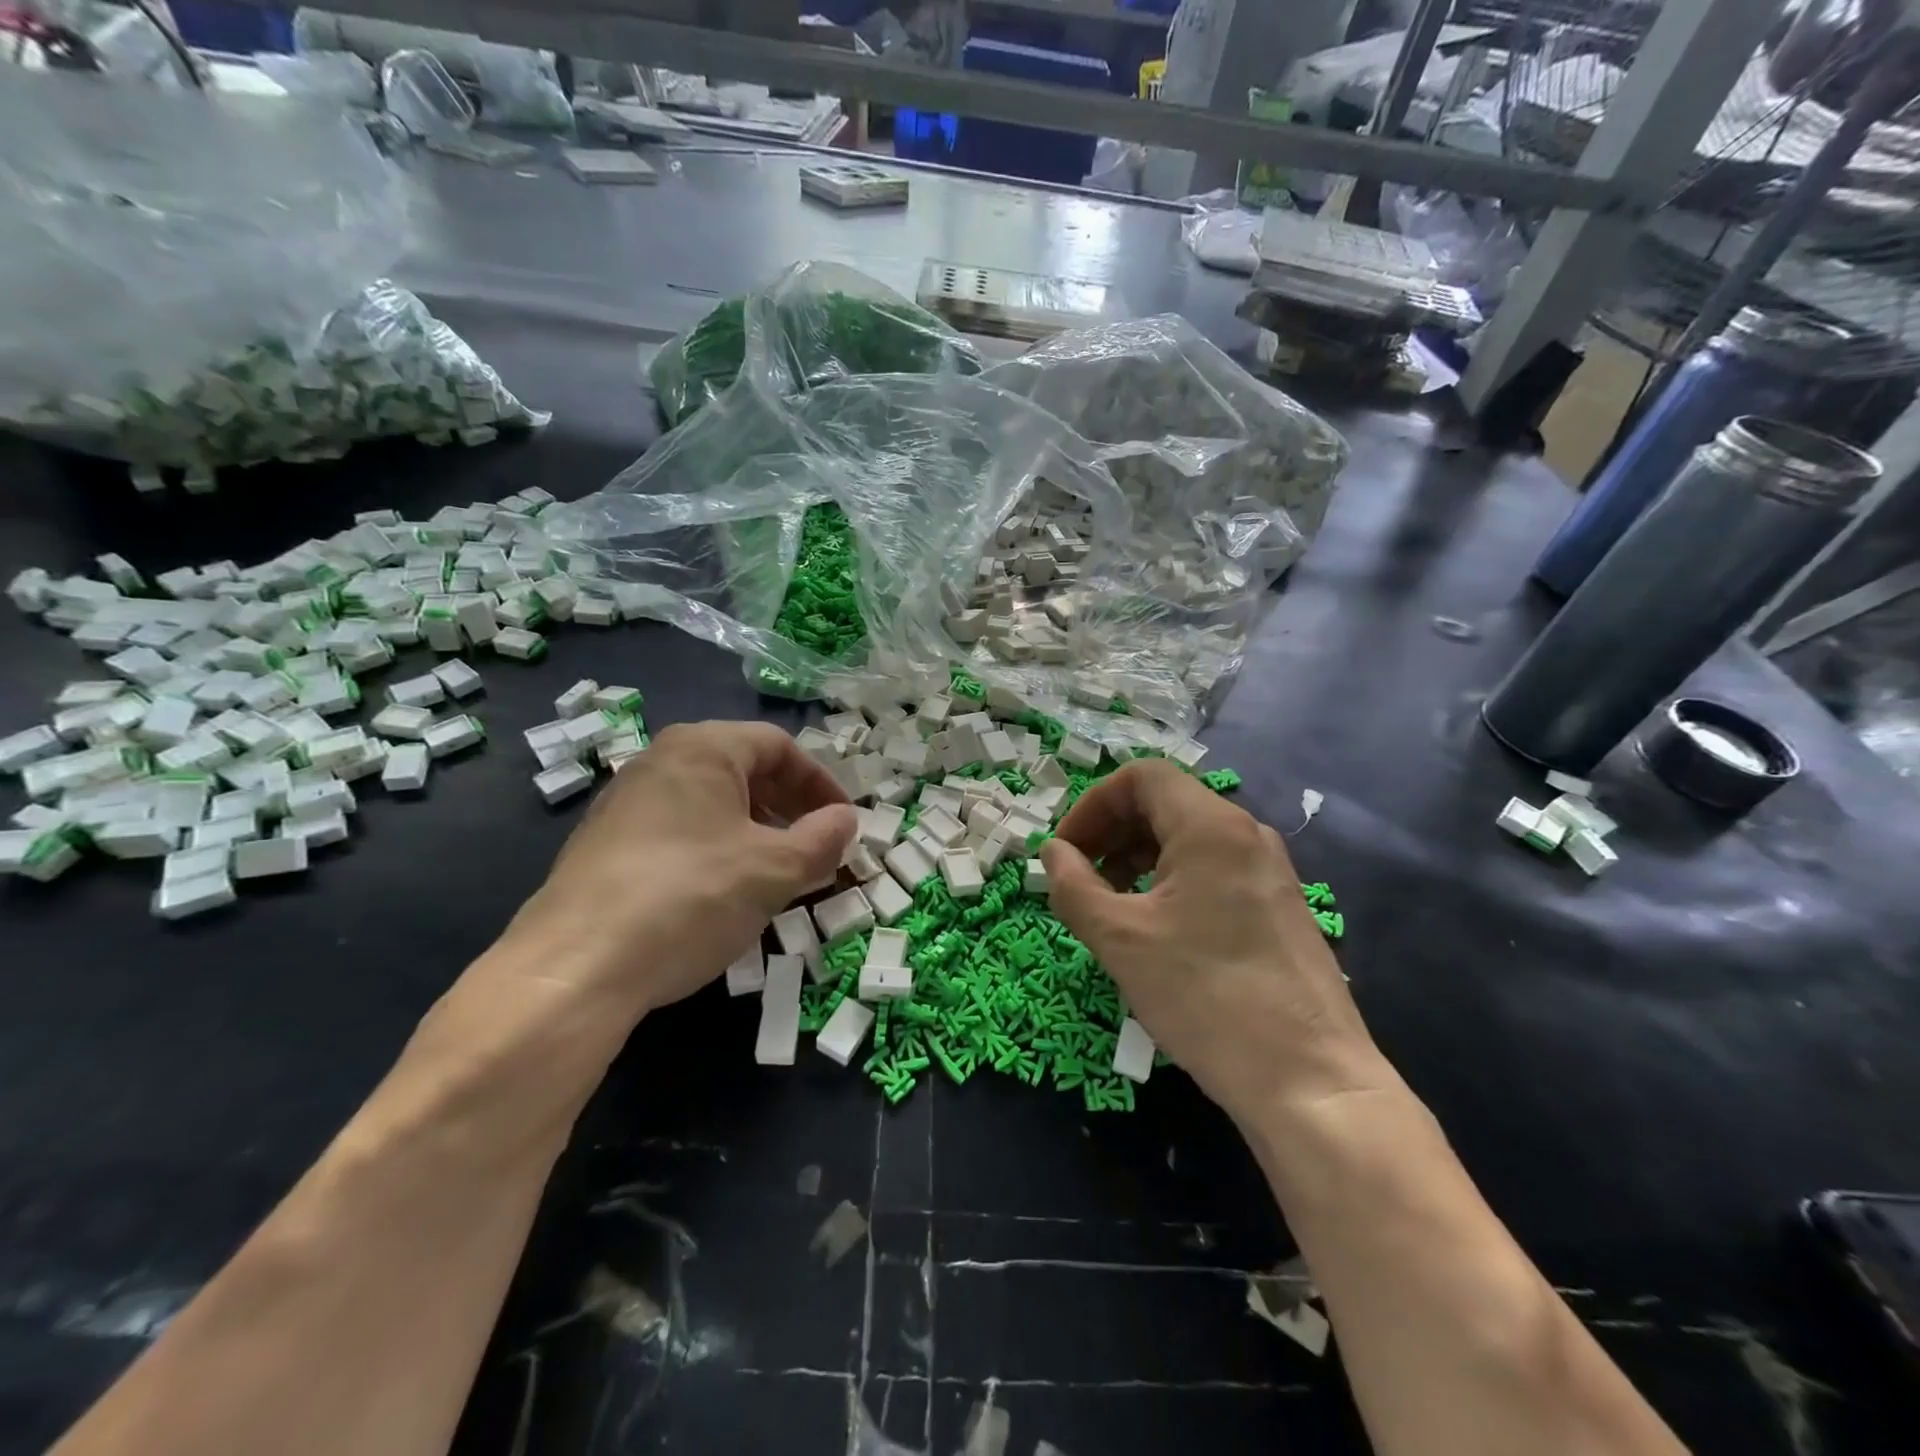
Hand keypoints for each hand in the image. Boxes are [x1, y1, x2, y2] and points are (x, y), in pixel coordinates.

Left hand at [496, 721, 855, 1023]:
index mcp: (702, 748)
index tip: (844, 822)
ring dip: (757, 831)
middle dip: (790, 808)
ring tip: (779, 874)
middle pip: (744, 770)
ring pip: (712, 803)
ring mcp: (626, 802)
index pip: (779, 746)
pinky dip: (718, 849)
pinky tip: (725, 893)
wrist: (575, 968)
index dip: (821, 782)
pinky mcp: (606, 845)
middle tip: (816, 848)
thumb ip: (822, 839)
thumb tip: (847, 820)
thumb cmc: (691, 897)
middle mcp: (660, 761)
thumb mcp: (773, 870)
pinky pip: (680, 830)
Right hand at [1040, 760, 1385, 1121]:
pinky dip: (1170, 880)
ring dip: (1137, 857)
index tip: (1065, 850)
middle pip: (1165, 803)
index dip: (1092, 804)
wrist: (1310, 1081)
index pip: (1141, 777)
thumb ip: (1073, 886)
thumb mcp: (1120, 939)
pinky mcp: (1279, 906)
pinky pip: (1213, 869)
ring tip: (1110, 904)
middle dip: (1111, 831)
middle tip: (1078, 877)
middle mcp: (1246, 834)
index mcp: (1211, 826)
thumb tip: (1053, 854)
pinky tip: (1154, 927)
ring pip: (1188, 838)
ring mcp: (1269, 871)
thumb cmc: (1205, 996)